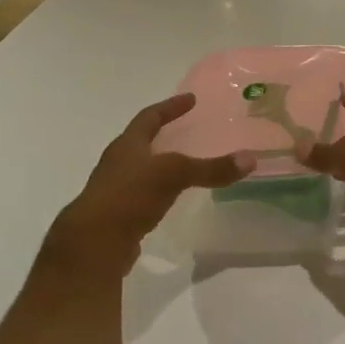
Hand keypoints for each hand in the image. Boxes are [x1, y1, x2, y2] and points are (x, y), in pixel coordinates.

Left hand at [51, 95, 253, 274]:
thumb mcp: (174, 175)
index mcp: (127, 145)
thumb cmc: (130, 196)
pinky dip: (158, 192)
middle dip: (162, 134)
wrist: (94, 244)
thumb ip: (211, 168)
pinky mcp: (118, 216)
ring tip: (182, 165)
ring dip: (159, 164)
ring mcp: (115, 190)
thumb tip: (250, 159)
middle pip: (141, 142)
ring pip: (140, 170)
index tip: (190, 99)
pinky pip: (142, 196)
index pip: (149, 117)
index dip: (170, 107)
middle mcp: (118, 163)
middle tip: (186, 129)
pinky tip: (170, 199)